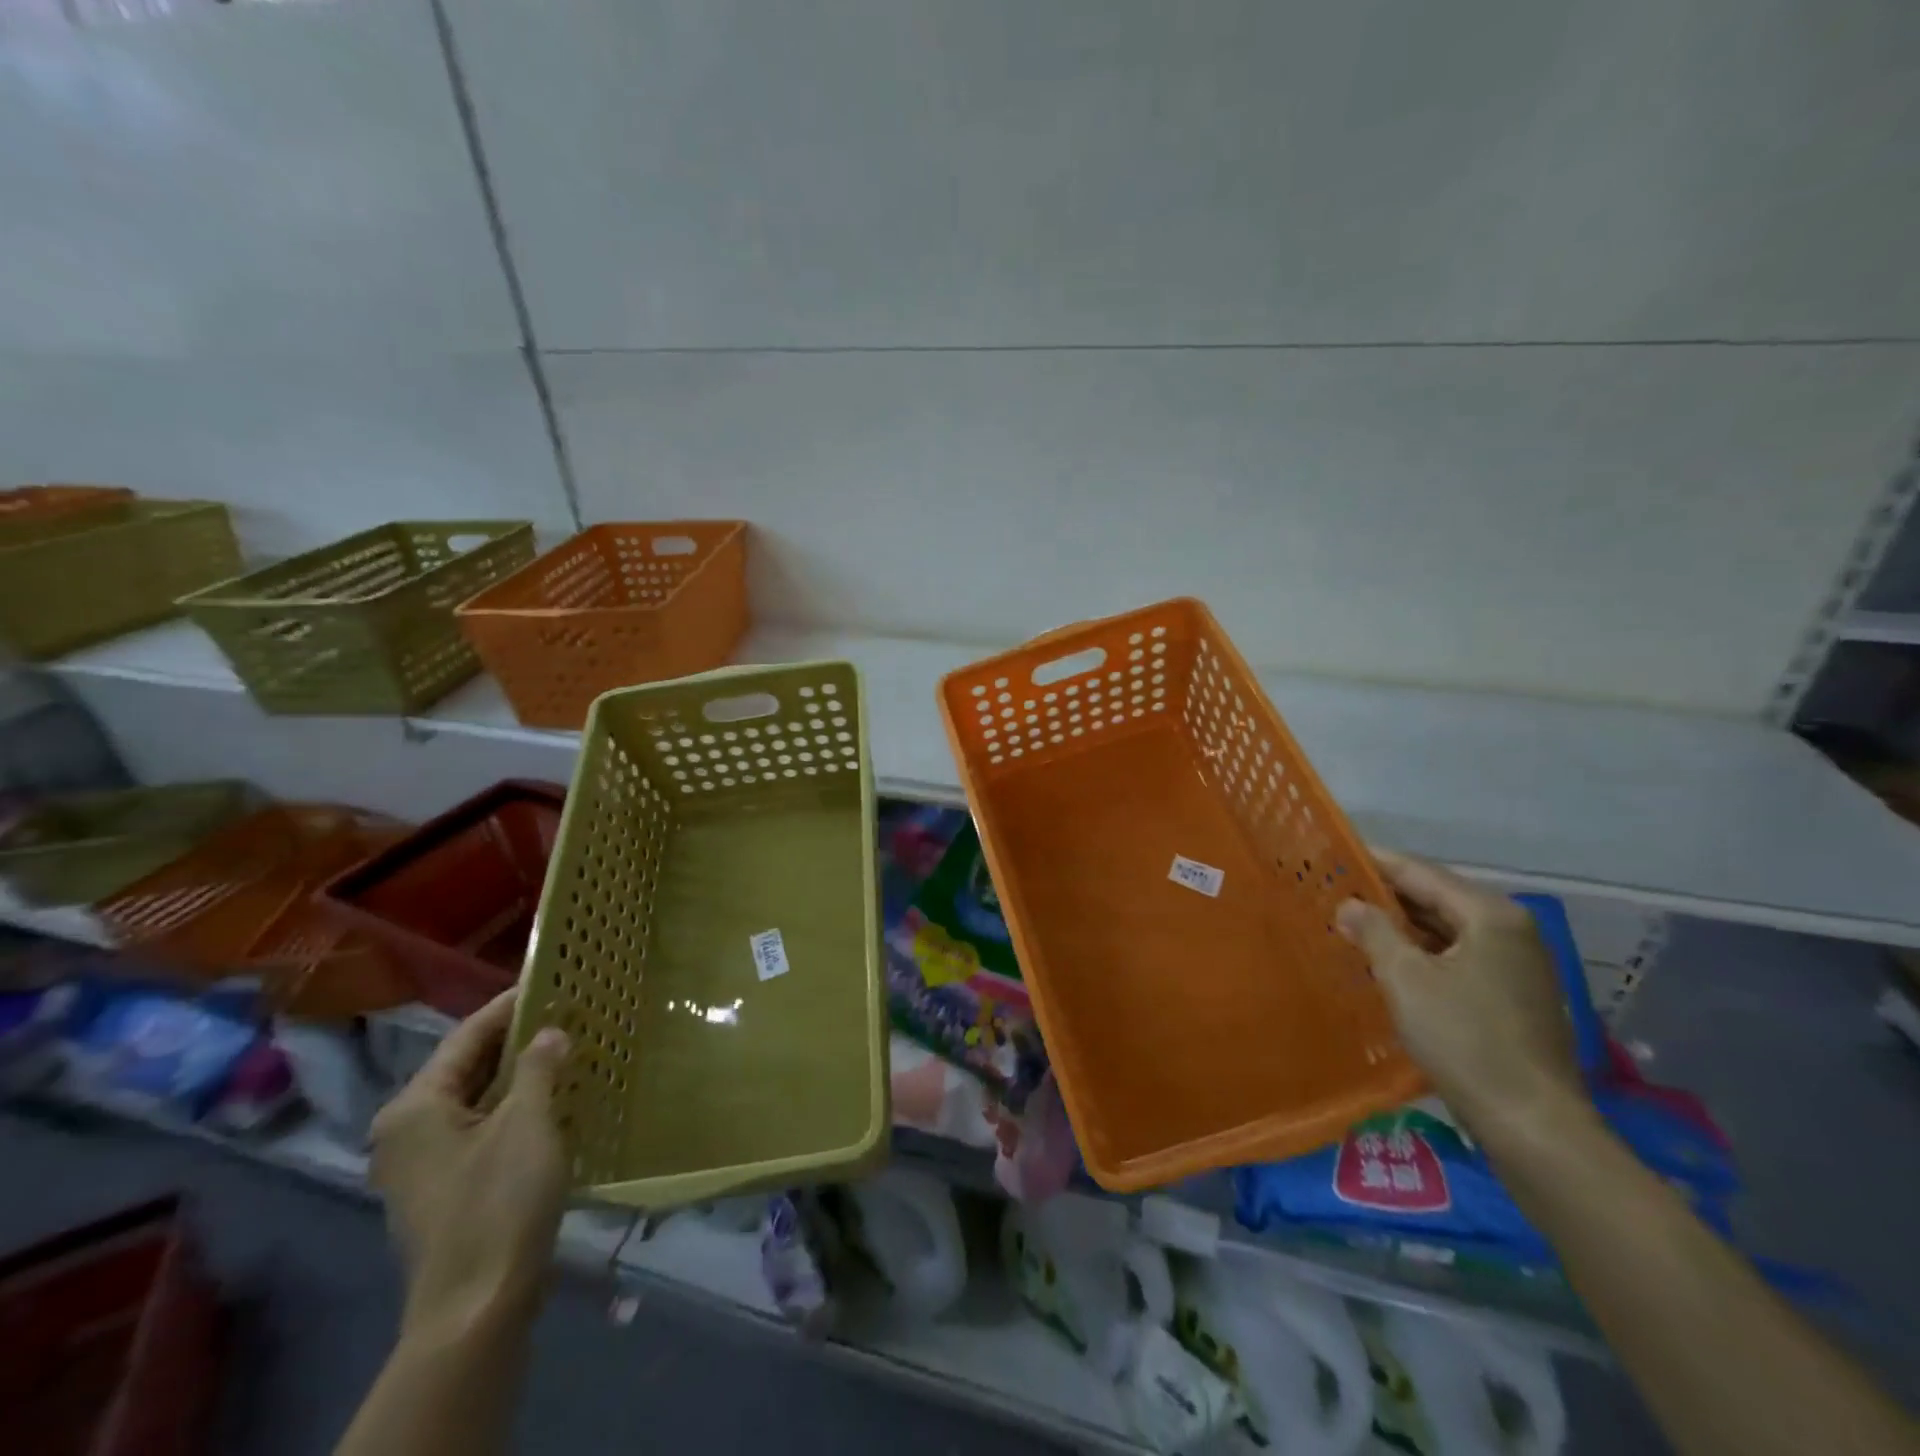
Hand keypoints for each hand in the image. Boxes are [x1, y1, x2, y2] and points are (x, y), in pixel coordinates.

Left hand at [369, 991, 569, 1336]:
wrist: (477, 1304)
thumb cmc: (498, 1201)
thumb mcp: (528, 1122)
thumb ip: (539, 1067)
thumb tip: (550, 1031)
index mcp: (416, 1106)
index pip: (467, 1035)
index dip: (509, 1005)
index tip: (551, 979)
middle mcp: (408, 1128)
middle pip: (467, 1065)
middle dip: (517, 1038)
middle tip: (567, 1010)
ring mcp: (424, 1161)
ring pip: (477, 1097)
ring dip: (520, 1073)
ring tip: (567, 1044)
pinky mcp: (446, 1185)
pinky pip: (481, 1125)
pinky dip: (514, 1105)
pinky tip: (553, 1095)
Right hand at [1335, 850, 1583, 1143]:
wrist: (1532, 1123)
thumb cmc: (1464, 1039)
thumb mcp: (1405, 979)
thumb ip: (1374, 932)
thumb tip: (1349, 904)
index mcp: (1490, 915)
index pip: (1419, 872)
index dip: (1373, 863)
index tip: (1332, 856)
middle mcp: (1511, 930)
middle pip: (1436, 898)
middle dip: (1386, 896)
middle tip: (1334, 892)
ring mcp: (1518, 964)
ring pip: (1447, 929)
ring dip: (1402, 927)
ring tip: (1353, 925)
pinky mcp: (1515, 995)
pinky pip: (1459, 956)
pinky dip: (1424, 953)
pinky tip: (1390, 963)